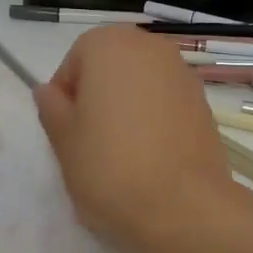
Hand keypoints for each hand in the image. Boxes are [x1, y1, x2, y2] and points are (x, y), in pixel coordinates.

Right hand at [33, 25, 237, 252]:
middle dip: (98, 95)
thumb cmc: (110, 167)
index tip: (67, 129)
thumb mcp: (64, 141)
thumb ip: (52, 108)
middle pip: (111, 65)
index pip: (75, 60)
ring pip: (141, 82)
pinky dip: (154, 118)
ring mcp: (182, 73)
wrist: (184, 206)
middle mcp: (149, 47)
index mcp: (109, 46)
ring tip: (121, 150)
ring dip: (127, 105)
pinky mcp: (204, 102)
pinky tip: (150, 154)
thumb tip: (48, 91)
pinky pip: (166, 101)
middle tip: (91, 139)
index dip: (66, 94)